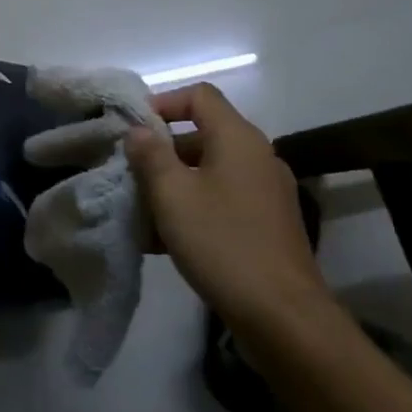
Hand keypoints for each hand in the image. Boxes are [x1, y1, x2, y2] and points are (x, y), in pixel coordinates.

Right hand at [124, 84, 325, 322]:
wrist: (282, 315)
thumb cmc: (222, 243)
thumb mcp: (173, 195)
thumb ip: (151, 156)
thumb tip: (139, 131)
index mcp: (238, 138)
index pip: (199, 96)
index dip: (163, 103)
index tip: (133, 130)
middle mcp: (257, 156)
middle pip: (203, 135)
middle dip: (162, 151)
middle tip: (129, 174)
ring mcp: (266, 192)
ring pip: (209, 172)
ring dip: (173, 184)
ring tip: (140, 210)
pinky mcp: (267, 223)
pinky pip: (222, 200)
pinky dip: (193, 208)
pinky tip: (164, 239)